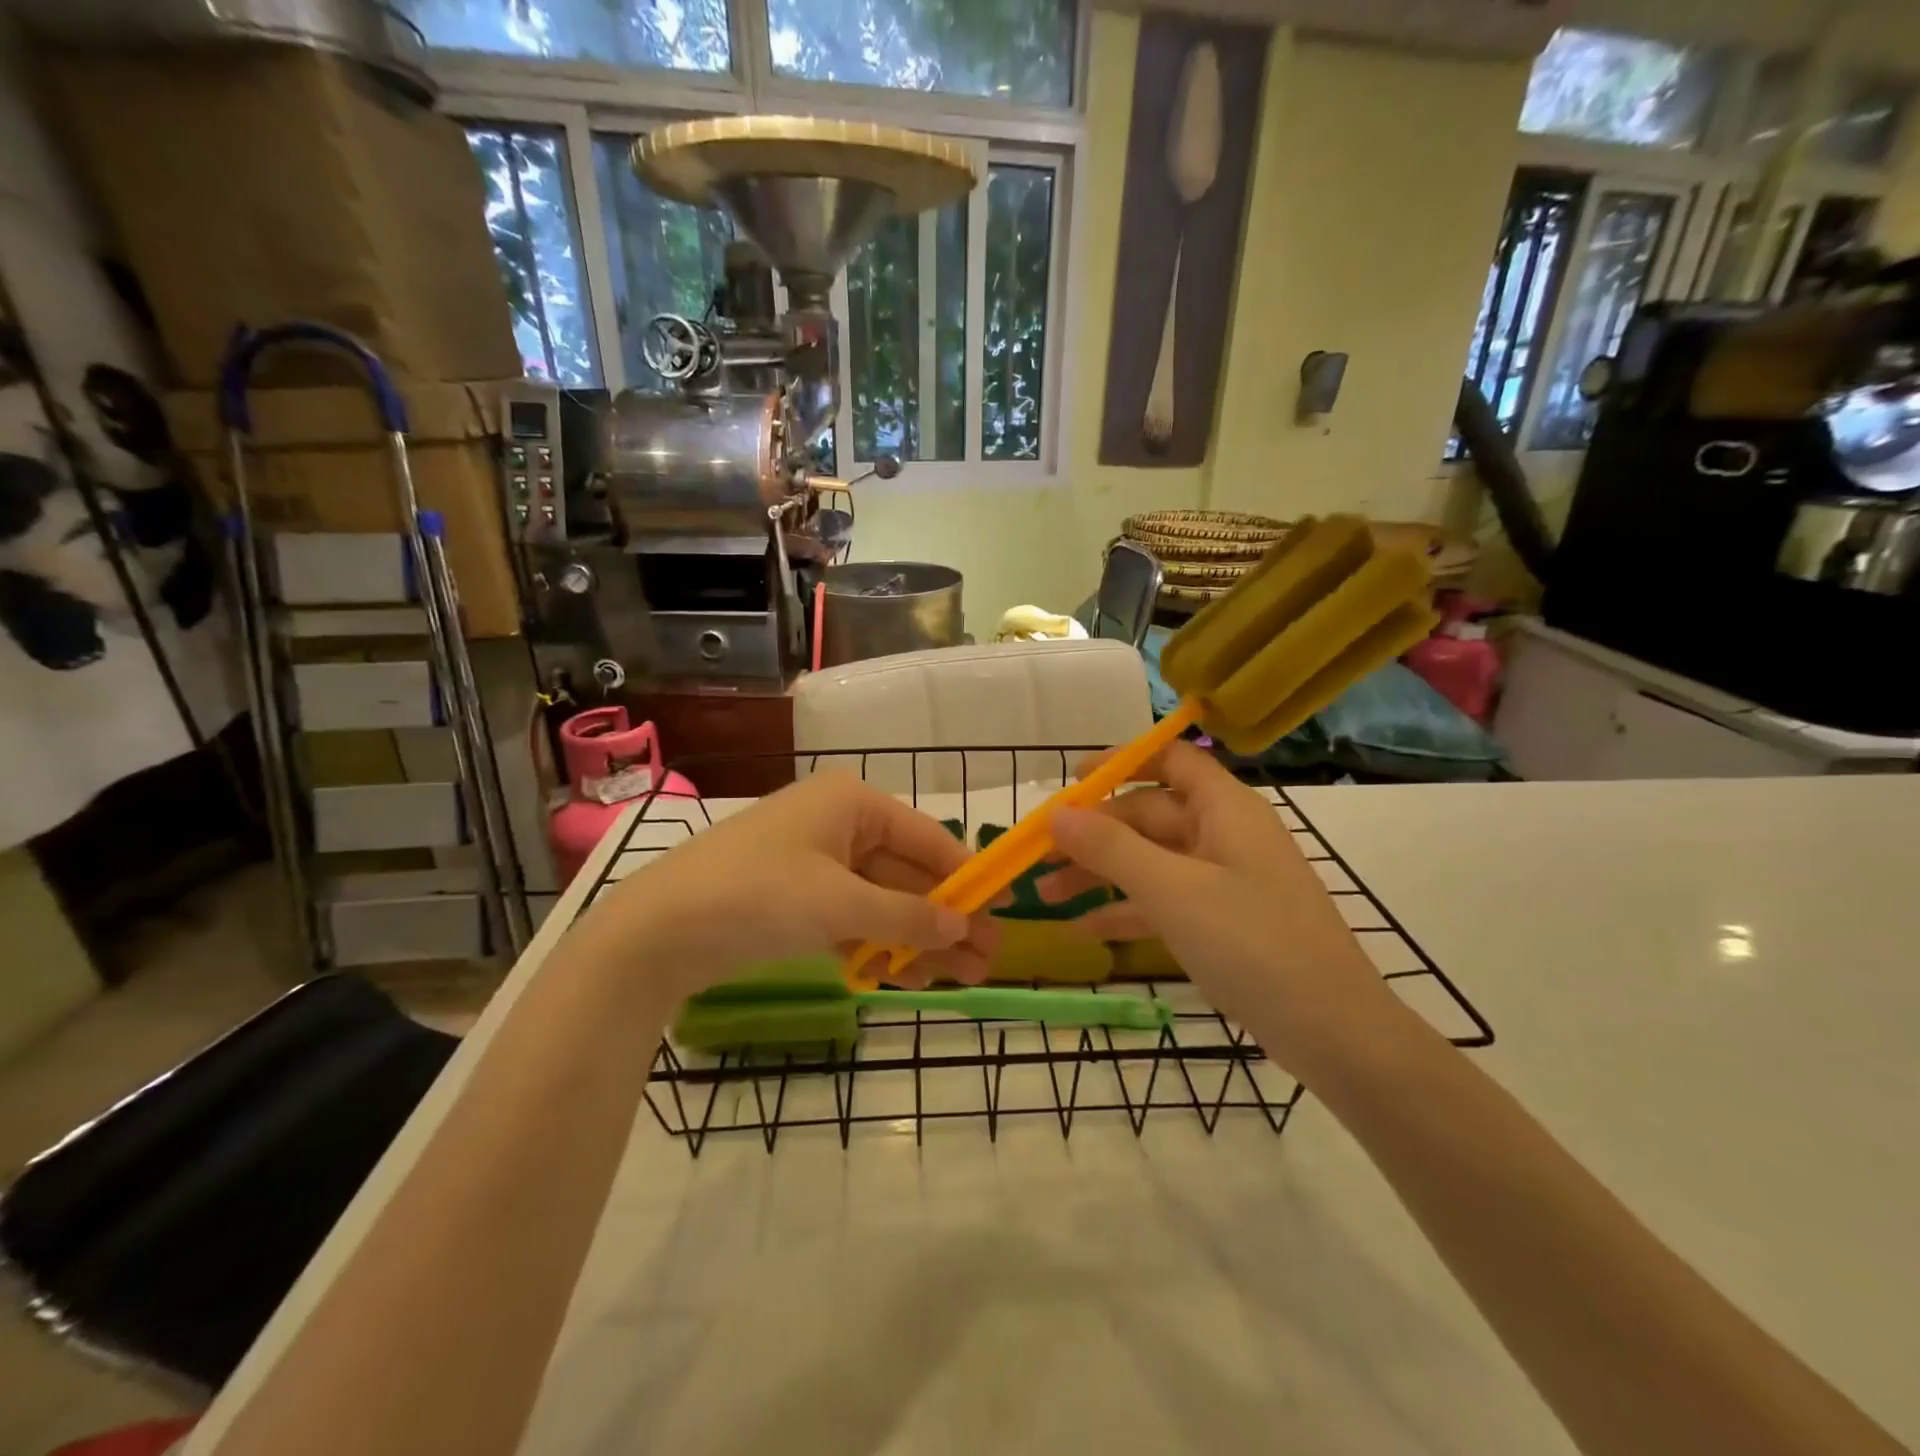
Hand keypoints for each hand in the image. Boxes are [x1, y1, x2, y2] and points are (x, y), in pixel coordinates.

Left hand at [575, 772, 999, 1000]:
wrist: (655, 932)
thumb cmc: (757, 896)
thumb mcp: (840, 904)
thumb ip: (907, 915)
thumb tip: (963, 925)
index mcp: (852, 803)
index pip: (928, 838)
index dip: (967, 875)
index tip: (1003, 910)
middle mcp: (838, 824)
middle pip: (907, 874)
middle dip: (945, 919)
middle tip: (987, 961)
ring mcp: (816, 863)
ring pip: (882, 901)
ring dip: (916, 939)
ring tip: (959, 980)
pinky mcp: (796, 900)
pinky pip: (851, 918)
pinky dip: (876, 945)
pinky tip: (902, 978)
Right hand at [1042, 741, 1394, 1070]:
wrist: (1333, 1032)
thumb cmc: (1253, 945)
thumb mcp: (1173, 891)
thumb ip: (1111, 848)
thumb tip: (1057, 813)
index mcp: (1223, 808)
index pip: (1170, 759)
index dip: (1120, 762)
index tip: (1071, 782)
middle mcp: (1223, 833)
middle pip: (1148, 814)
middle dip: (1092, 833)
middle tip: (1039, 857)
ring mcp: (1224, 879)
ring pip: (1150, 860)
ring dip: (1100, 873)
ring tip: (1046, 895)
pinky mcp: (1222, 920)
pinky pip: (1164, 900)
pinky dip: (1126, 909)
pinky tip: (1085, 928)